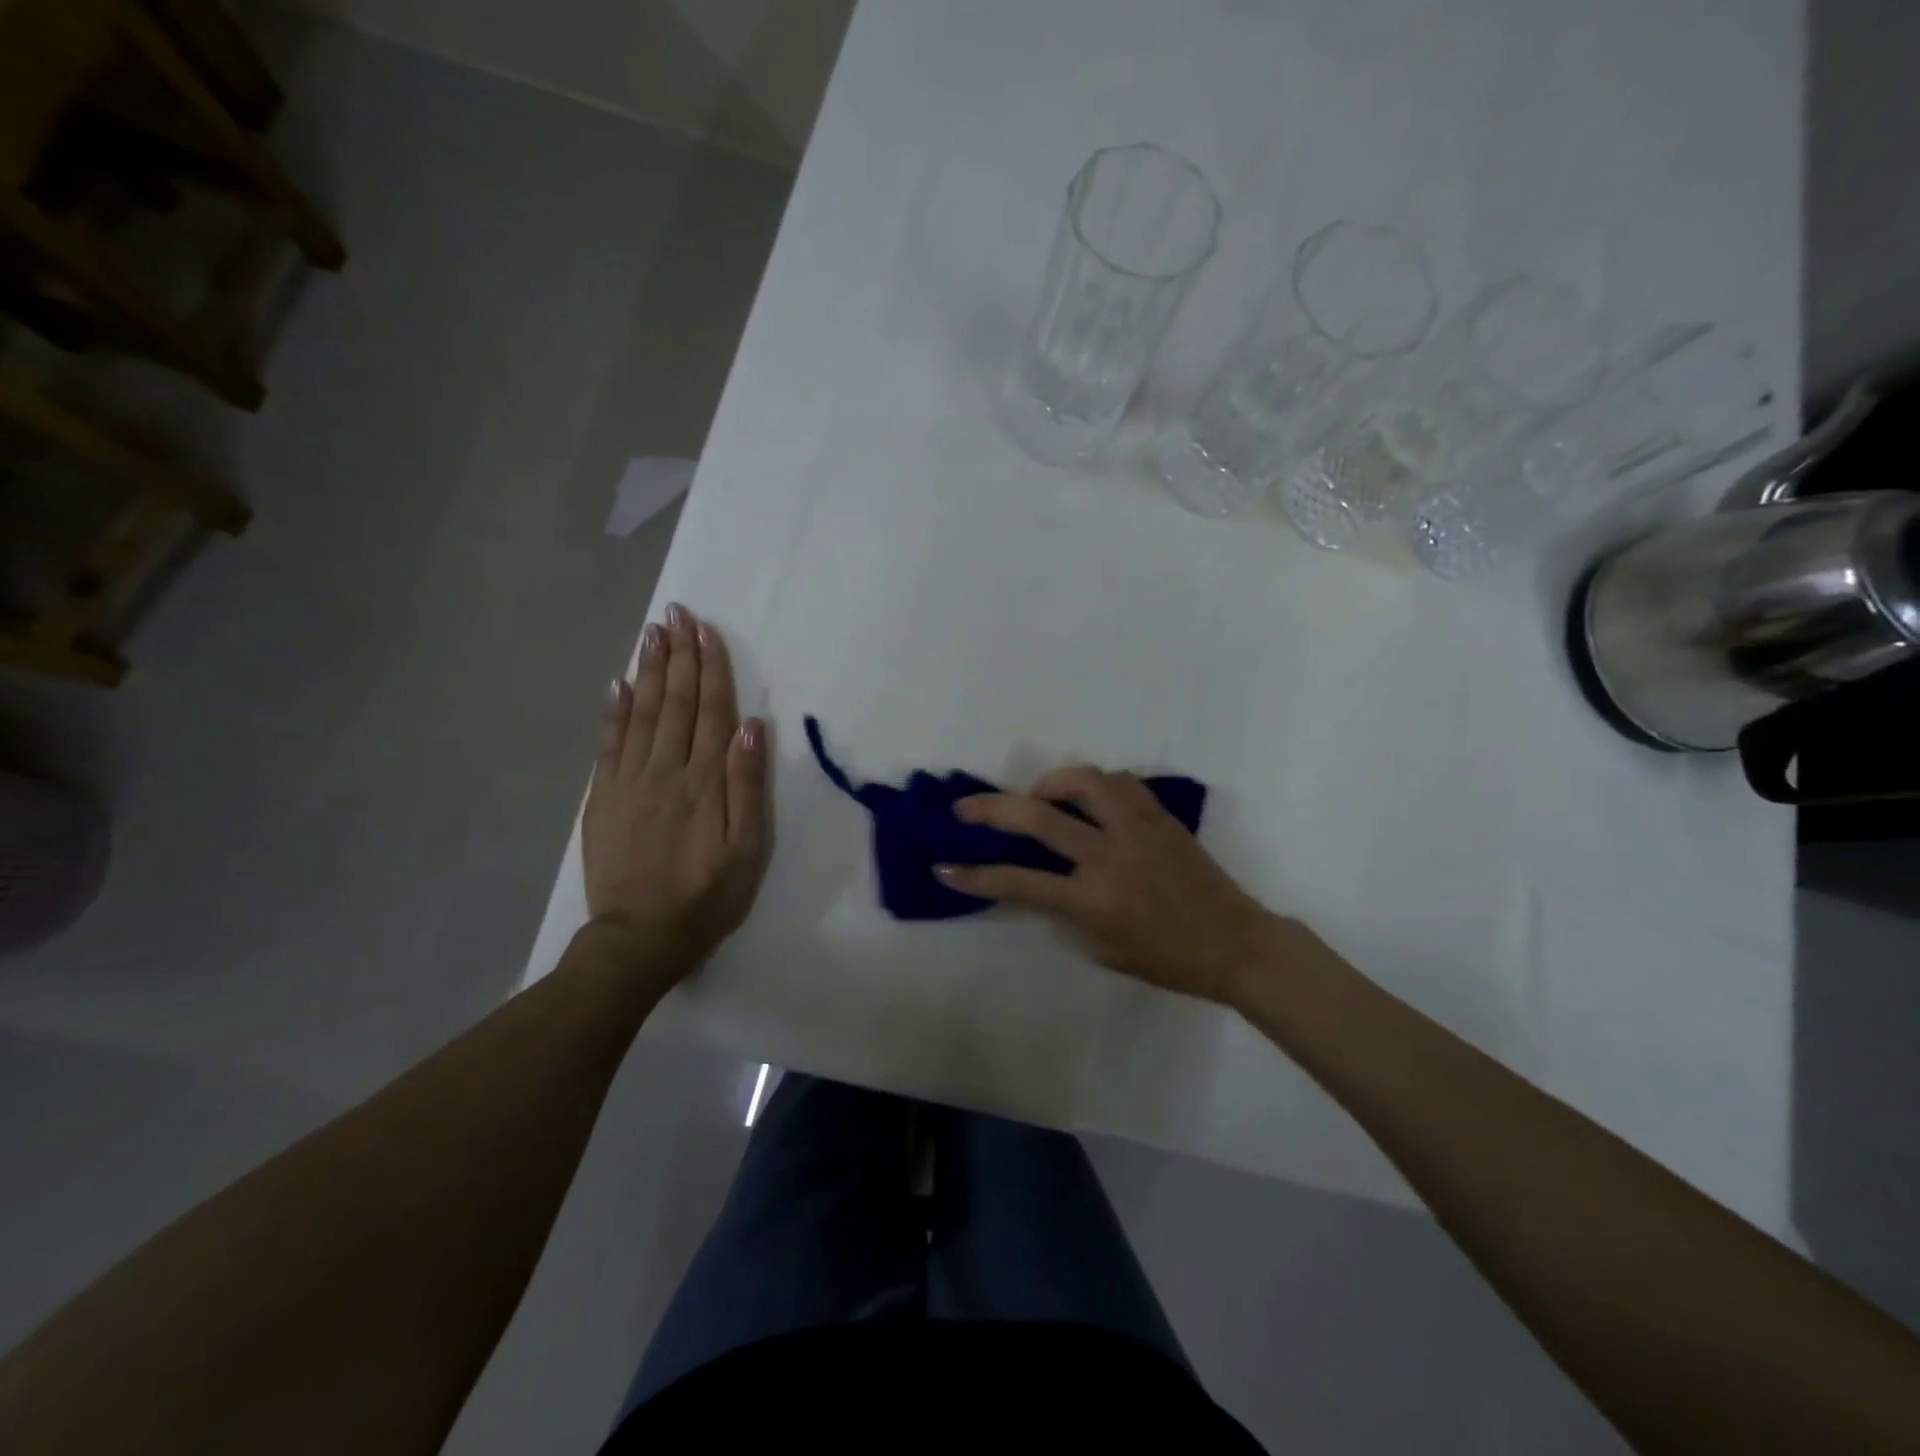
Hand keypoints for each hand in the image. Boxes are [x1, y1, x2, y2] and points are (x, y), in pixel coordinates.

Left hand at [582, 604, 771, 979]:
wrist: (640, 937)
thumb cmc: (707, 896)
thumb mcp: (747, 850)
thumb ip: (748, 786)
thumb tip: (752, 727)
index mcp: (704, 781)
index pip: (710, 711)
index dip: (711, 668)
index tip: (707, 630)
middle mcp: (666, 771)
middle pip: (674, 702)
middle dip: (678, 655)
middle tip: (675, 613)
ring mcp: (629, 782)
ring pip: (641, 714)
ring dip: (648, 671)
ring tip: (652, 633)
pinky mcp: (604, 799)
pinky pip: (609, 745)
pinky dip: (614, 711)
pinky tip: (619, 684)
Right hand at [937, 767, 1280, 1003]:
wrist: (1235, 943)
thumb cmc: (1169, 959)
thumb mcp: (1105, 948)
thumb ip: (1068, 913)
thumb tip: (1044, 883)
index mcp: (1093, 899)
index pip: (1019, 882)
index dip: (975, 876)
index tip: (945, 867)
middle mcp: (1109, 855)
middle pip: (1038, 818)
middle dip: (992, 809)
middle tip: (966, 807)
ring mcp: (1137, 828)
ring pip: (1083, 781)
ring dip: (1048, 782)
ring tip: (1037, 795)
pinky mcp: (1159, 815)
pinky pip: (1119, 783)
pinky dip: (1092, 784)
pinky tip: (1085, 797)